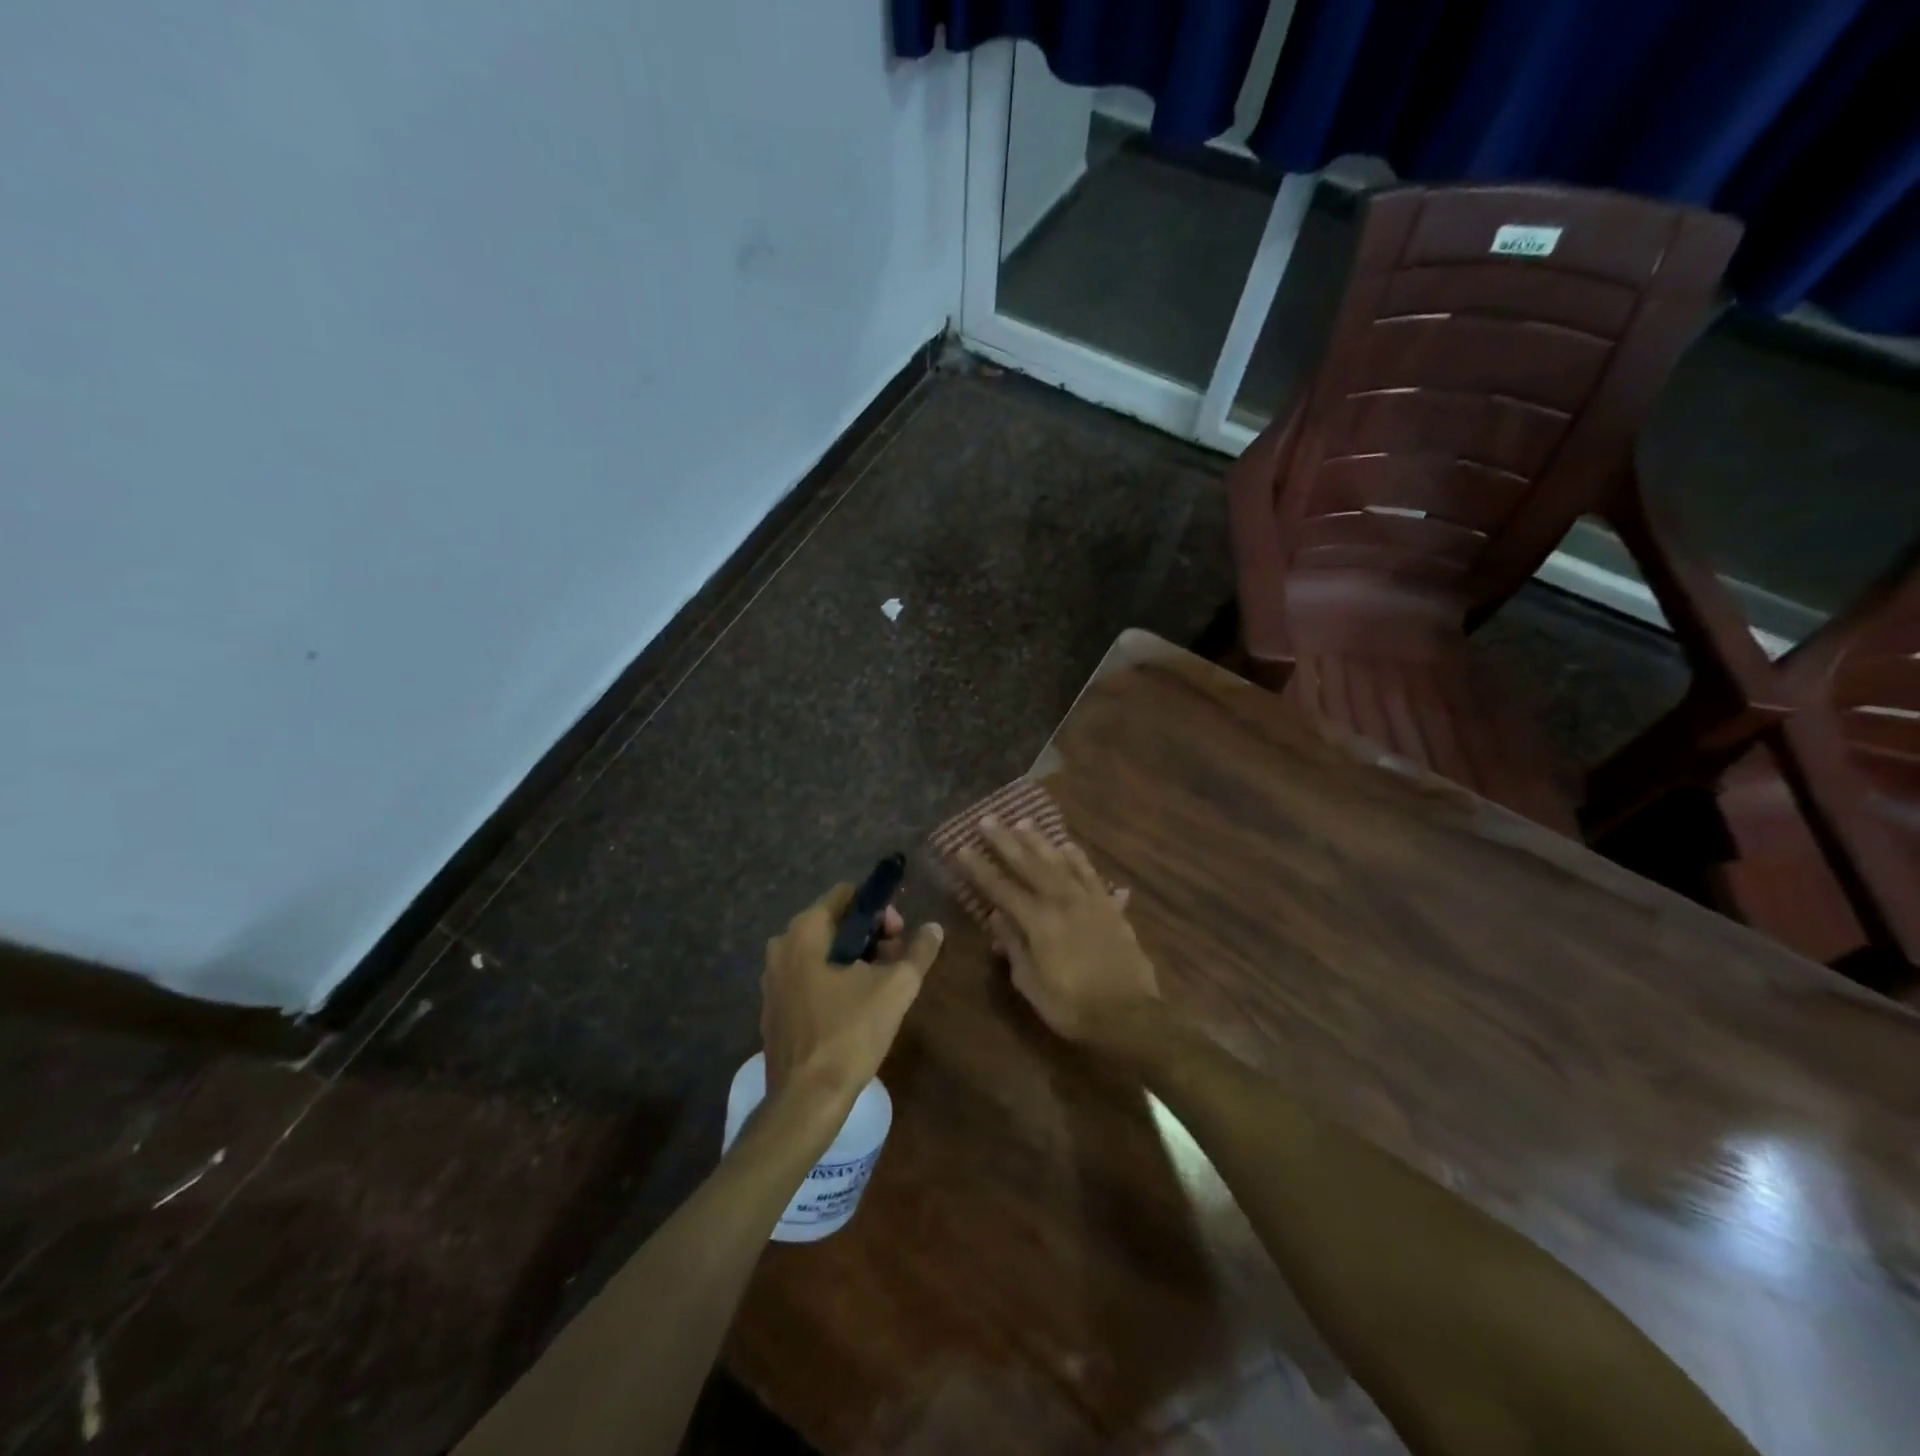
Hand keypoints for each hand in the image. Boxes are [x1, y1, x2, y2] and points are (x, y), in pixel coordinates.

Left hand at [761, 884, 943, 1108]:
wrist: (806, 1100)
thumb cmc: (850, 1033)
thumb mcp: (896, 988)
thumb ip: (919, 951)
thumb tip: (935, 928)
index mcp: (805, 931)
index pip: (847, 895)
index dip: (879, 908)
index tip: (900, 934)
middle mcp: (781, 947)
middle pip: (835, 923)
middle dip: (870, 935)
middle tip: (896, 962)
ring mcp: (772, 980)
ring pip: (822, 952)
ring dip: (855, 959)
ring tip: (882, 986)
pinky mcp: (774, 1009)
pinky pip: (809, 977)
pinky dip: (834, 981)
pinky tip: (855, 1008)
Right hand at [955, 817, 1158, 1044]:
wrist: (1131, 1016)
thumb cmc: (1074, 1007)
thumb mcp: (1032, 985)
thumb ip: (1014, 948)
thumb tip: (996, 918)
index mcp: (1039, 922)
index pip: (1002, 888)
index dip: (980, 869)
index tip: (962, 848)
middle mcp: (1063, 902)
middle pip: (1030, 864)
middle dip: (1006, 841)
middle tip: (988, 820)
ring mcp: (1089, 901)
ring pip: (1061, 861)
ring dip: (1040, 841)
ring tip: (1023, 821)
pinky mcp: (1110, 907)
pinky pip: (1091, 874)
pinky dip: (1078, 858)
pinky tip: (1069, 845)